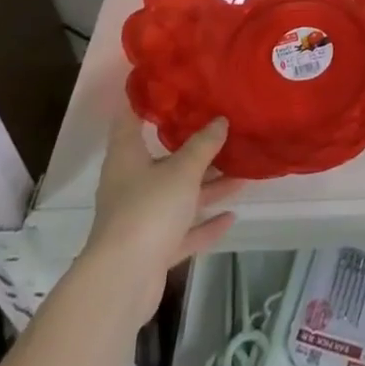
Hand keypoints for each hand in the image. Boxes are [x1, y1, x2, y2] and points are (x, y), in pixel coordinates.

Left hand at [84, 112, 241, 319]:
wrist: (123, 282)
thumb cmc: (148, 210)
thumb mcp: (182, 170)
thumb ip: (203, 145)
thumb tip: (220, 121)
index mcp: (127, 158)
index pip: (130, 119)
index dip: (144, 100)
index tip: (165, 83)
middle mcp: (131, 184)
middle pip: (164, 160)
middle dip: (194, 149)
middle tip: (223, 129)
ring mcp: (141, 219)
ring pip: (178, 196)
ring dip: (207, 187)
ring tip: (241, 173)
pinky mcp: (152, 250)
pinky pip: (182, 231)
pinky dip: (204, 225)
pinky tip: (231, 216)